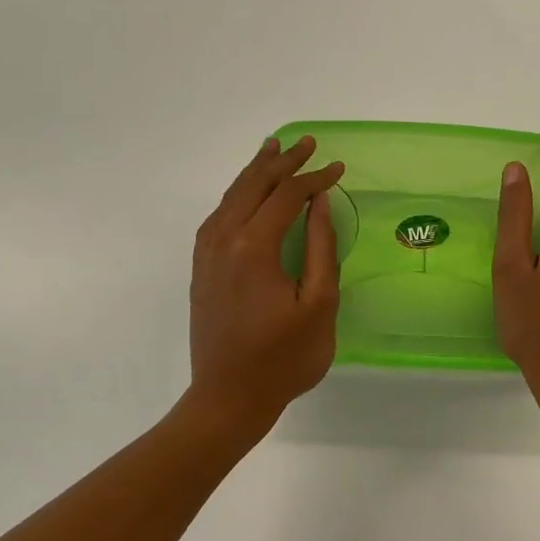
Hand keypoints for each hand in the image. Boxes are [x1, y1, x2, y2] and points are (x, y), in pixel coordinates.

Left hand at [185, 135, 345, 444]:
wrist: (227, 398)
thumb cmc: (283, 358)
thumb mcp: (318, 305)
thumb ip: (320, 248)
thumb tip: (320, 204)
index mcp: (254, 247)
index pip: (287, 196)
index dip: (314, 178)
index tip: (338, 168)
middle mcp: (224, 240)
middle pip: (254, 186)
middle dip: (282, 161)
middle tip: (306, 141)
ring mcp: (207, 253)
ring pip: (231, 196)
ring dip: (255, 172)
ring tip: (273, 149)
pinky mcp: (201, 267)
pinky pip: (219, 215)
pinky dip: (236, 194)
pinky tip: (246, 193)